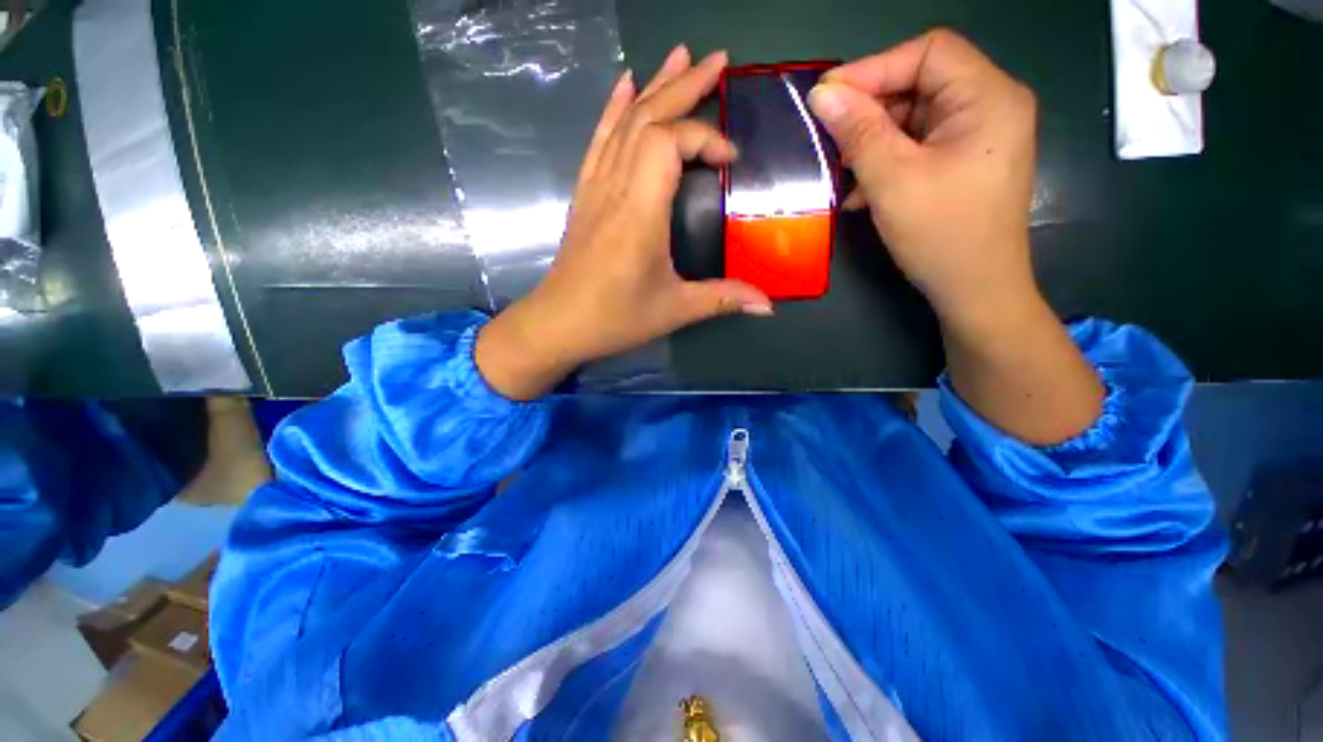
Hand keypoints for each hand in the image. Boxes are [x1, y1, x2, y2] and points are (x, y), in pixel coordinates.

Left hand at [477, 47, 772, 399]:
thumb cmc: (615, 318)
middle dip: (685, 86)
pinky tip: (625, 85)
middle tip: (719, 60)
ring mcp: (595, 188)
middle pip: (647, 119)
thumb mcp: (674, 310)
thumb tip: (769, 304)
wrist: (558, 324)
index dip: (703, 138)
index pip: (668, 143)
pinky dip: (614, 109)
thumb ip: (723, 299)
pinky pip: (599, 140)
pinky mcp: (585, 195)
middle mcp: (615, 188)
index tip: (729, 160)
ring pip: (623, 123)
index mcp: (639, 212)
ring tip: (680, 55)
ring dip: (654, 87)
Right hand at [808, 29, 1037, 329]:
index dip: (874, 68)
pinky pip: (919, 145)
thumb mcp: (893, 181)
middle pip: (922, 83)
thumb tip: (822, 95)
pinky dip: (887, 160)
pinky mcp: (964, 162)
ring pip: (915, 117)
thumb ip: (859, 133)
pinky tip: (860, 190)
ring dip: (873, 140)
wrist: (975, 291)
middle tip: (831, 138)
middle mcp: (991, 106)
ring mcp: (978, 136)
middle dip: (871, 109)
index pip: (929, 53)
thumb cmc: (941, 235)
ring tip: (843, 170)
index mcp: (988, 98)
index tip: (826, 98)